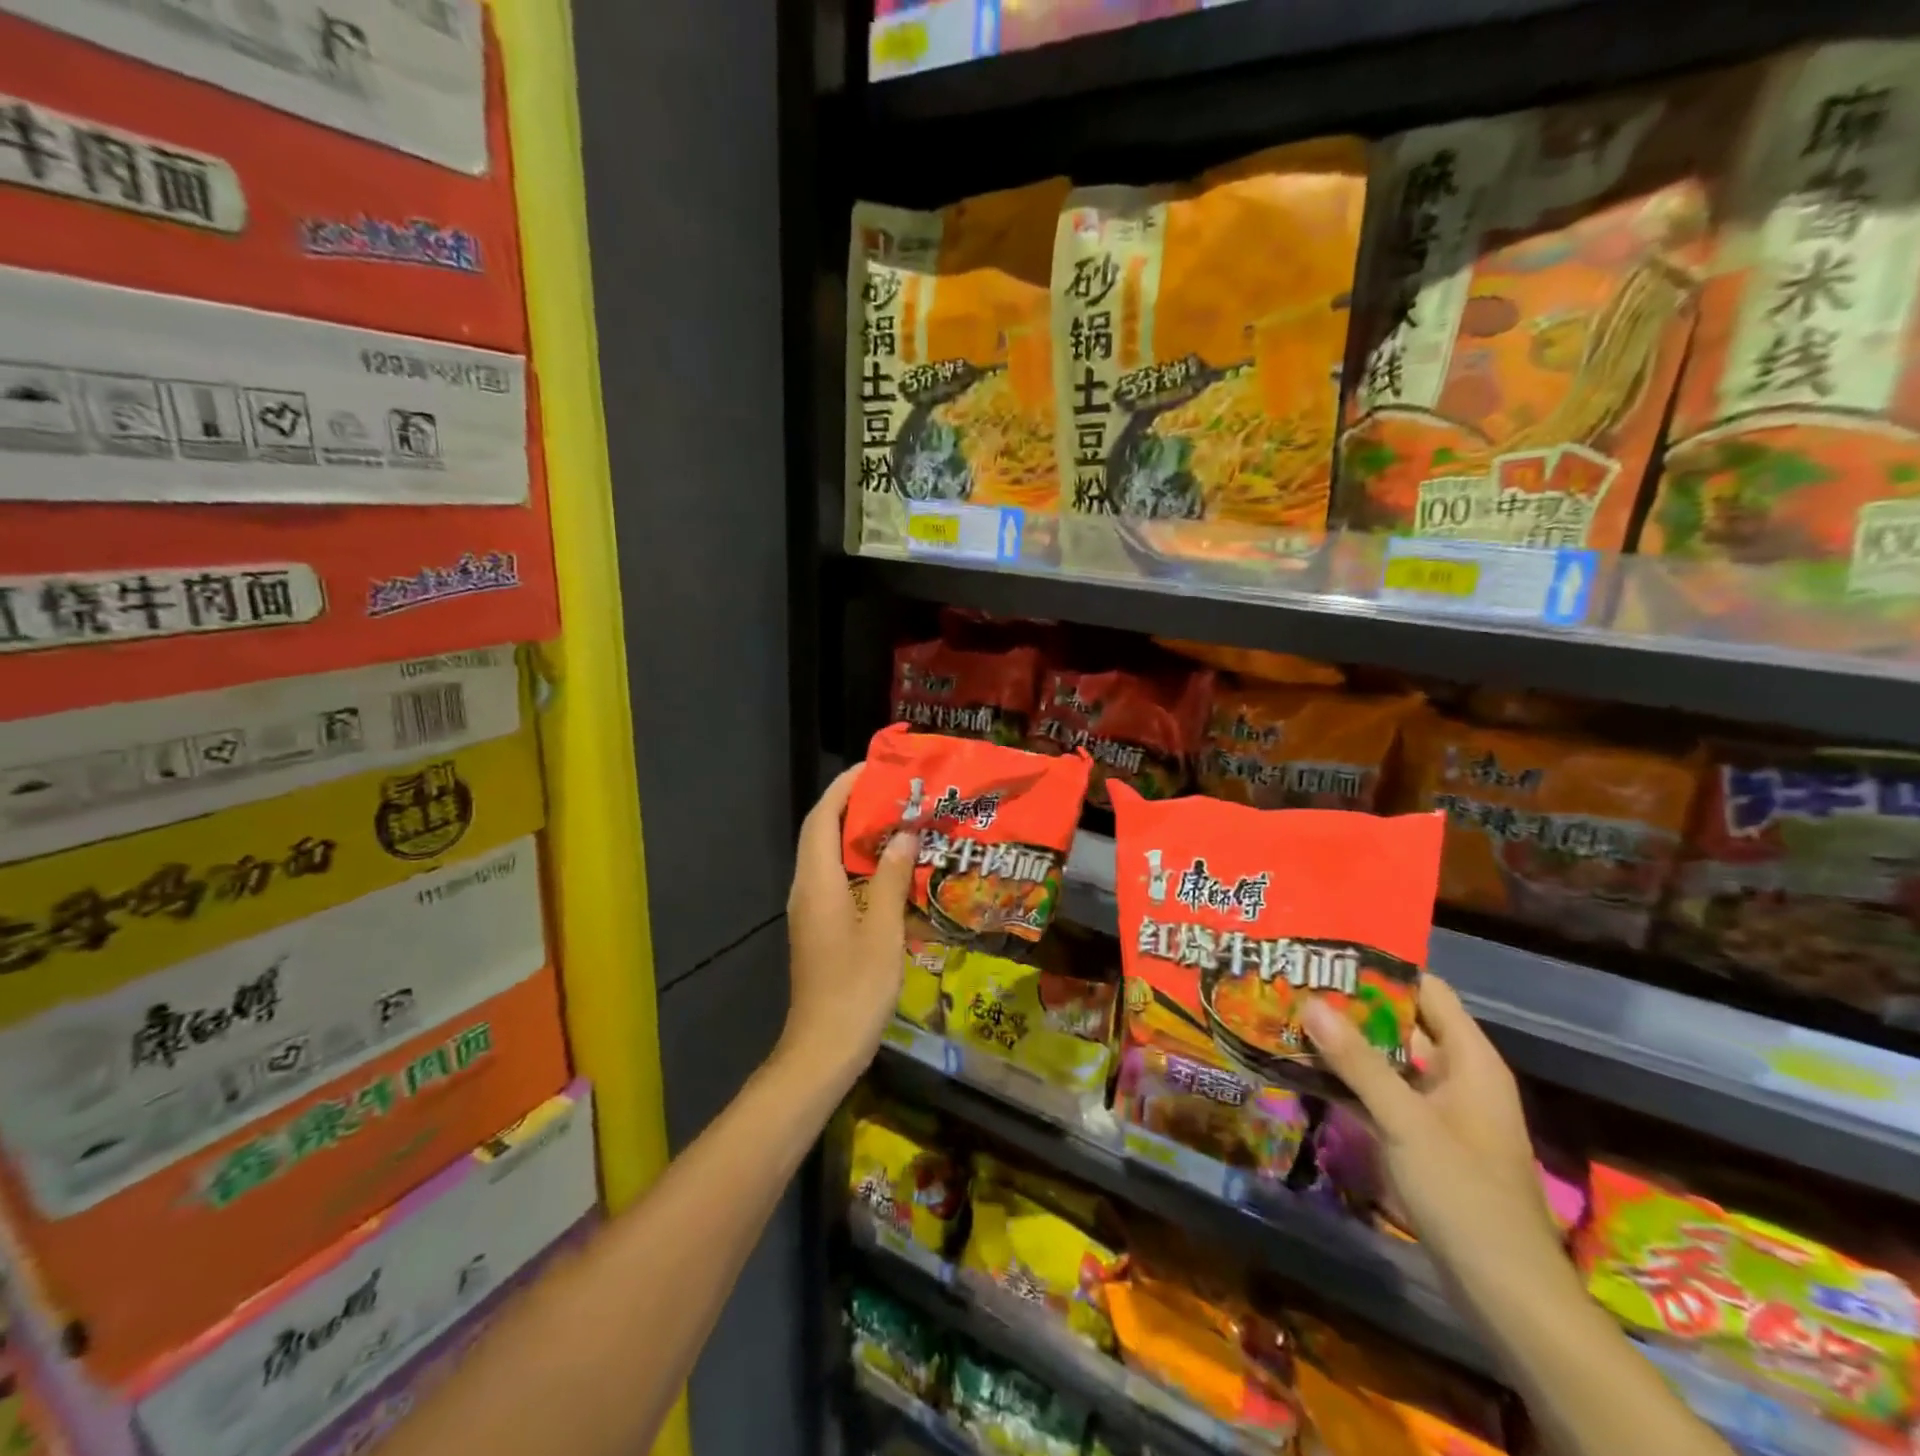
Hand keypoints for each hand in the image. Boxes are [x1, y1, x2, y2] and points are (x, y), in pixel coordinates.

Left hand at [781, 765, 916, 1089]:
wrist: (823, 1049)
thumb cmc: (855, 989)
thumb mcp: (884, 931)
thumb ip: (893, 878)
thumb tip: (904, 833)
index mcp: (817, 883)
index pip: (823, 818)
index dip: (845, 788)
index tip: (876, 768)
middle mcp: (806, 889)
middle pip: (822, 832)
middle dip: (854, 805)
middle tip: (897, 792)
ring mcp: (810, 910)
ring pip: (828, 856)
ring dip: (858, 834)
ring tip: (900, 821)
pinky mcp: (819, 927)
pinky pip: (836, 879)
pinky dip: (860, 862)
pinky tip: (892, 868)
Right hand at [1302, 977, 1564, 1288]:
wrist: (1505, 1292)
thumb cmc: (1465, 1193)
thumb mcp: (1406, 1121)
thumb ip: (1358, 1062)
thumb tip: (1311, 1002)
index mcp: (1470, 1060)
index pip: (1427, 991)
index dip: (1383, 969)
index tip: (1330, 954)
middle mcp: (1457, 1075)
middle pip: (1402, 1023)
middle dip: (1352, 1005)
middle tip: (1297, 983)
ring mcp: (1439, 1109)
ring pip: (1388, 1060)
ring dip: (1346, 1044)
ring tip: (1291, 1018)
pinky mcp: (1423, 1139)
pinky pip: (1382, 1094)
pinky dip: (1350, 1081)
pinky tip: (1307, 1070)